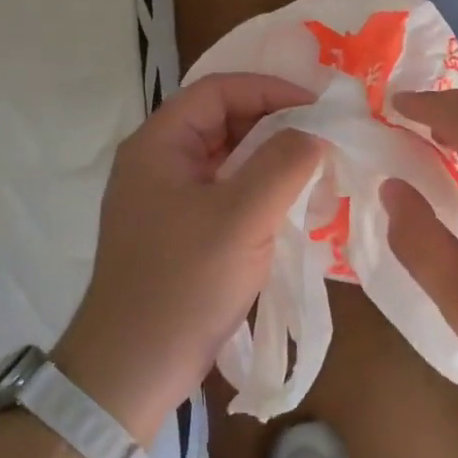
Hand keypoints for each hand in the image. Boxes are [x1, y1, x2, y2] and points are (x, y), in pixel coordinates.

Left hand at [54, 74, 321, 445]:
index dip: (271, 90)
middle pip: (223, 121)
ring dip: (271, 159)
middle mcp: (159, 162)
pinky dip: (260, 191)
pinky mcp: (180, 232)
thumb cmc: (183, 282)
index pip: (219, 90)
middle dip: (275, 124)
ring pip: (227, 159)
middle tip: (324, 138)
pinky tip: (292, 206)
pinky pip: (226, 193)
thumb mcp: (242, 216)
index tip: (319, 108)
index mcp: (159, 144)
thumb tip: (316, 133)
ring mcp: (167, 199)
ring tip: (316, 169)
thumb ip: (285, 163)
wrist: (133, 368)